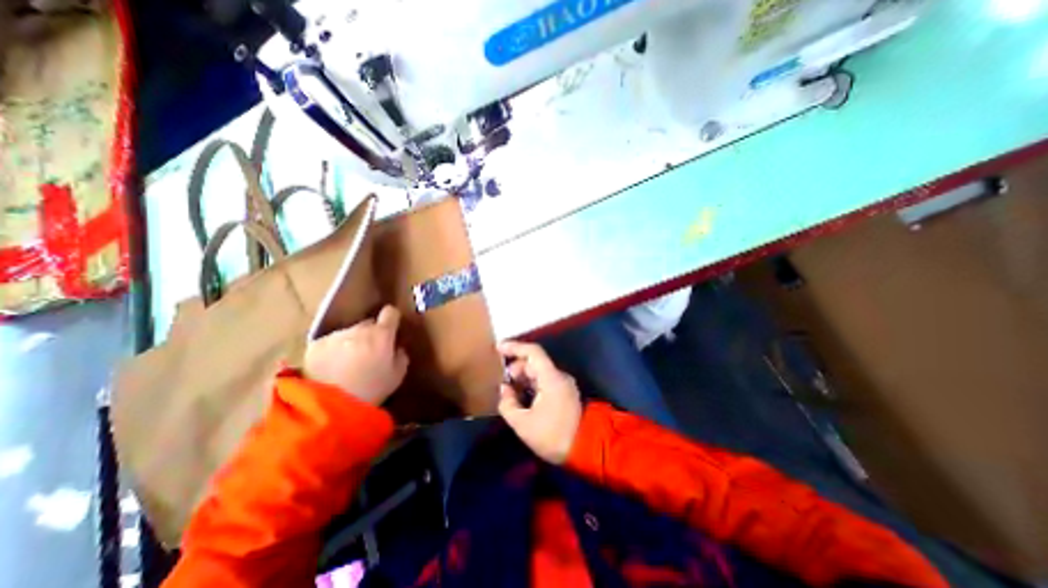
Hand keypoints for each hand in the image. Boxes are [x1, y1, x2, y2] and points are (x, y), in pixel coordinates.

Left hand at [304, 305, 407, 405]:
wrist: (330, 406)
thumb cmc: (371, 390)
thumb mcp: (397, 376)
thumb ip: (401, 356)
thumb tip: (397, 347)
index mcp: (382, 334)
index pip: (390, 312)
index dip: (392, 319)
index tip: (392, 328)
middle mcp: (359, 329)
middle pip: (369, 324)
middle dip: (371, 334)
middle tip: (370, 353)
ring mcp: (336, 336)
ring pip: (349, 333)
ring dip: (351, 343)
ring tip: (348, 364)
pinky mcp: (315, 345)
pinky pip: (330, 343)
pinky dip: (332, 351)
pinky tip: (331, 368)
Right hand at [497, 340, 579, 462]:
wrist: (587, 449)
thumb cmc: (553, 435)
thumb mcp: (523, 424)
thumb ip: (508, 404)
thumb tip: (504, 389)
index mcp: (551, 378)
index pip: (532, 352)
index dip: (514, 347)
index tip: (498, 348)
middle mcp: (559, 376)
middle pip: (534, 363)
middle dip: (516, 368)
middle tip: (502, 382)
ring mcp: (564, 384)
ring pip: (539, 372)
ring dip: (523, 378)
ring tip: (510, 391)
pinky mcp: (565, 393)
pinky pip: (544, 382)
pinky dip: (531, 385)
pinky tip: (522, 397)